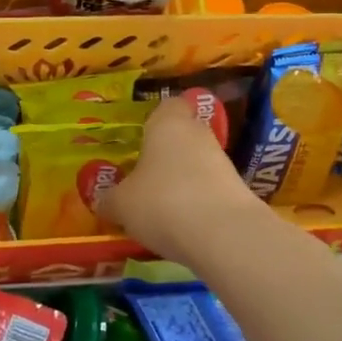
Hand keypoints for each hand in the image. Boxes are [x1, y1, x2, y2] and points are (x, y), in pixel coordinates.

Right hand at [103, 98, 266, 267]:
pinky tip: (180, 226)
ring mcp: (222, 162)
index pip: (167, 105)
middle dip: (164, 155)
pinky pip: (209, 191)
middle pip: (182, 135)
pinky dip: (196, 204)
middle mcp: (198, 134)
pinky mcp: (237, 191)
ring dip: (180, 181)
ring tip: (158, 209)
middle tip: (141, 178)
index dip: (154, 119)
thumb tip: (104, 202)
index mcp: (168, 123)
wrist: (224, 235)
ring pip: (196, 165)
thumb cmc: (162, 202)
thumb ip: (110, 199)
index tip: (139, 139)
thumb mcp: (121, 204)